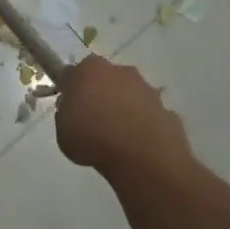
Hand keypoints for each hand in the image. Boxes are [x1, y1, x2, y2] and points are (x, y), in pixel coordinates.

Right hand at [54, 56, 191, 175]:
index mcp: (90, 70)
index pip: (74, 73)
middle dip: (99, 94)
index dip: (70, 89)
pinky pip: (148, 114)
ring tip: (116, 137)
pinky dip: (143, 125)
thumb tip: (74, 109)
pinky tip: (137, 145)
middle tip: (92, 120)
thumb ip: (66, 114)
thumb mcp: (62, 131)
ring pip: (129, 95)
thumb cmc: (93, 139)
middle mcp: (120, 71)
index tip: (69, 106)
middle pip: (105, 79)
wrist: (143, 158)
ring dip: (123, 108)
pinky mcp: (167, 109)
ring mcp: (147, 89)